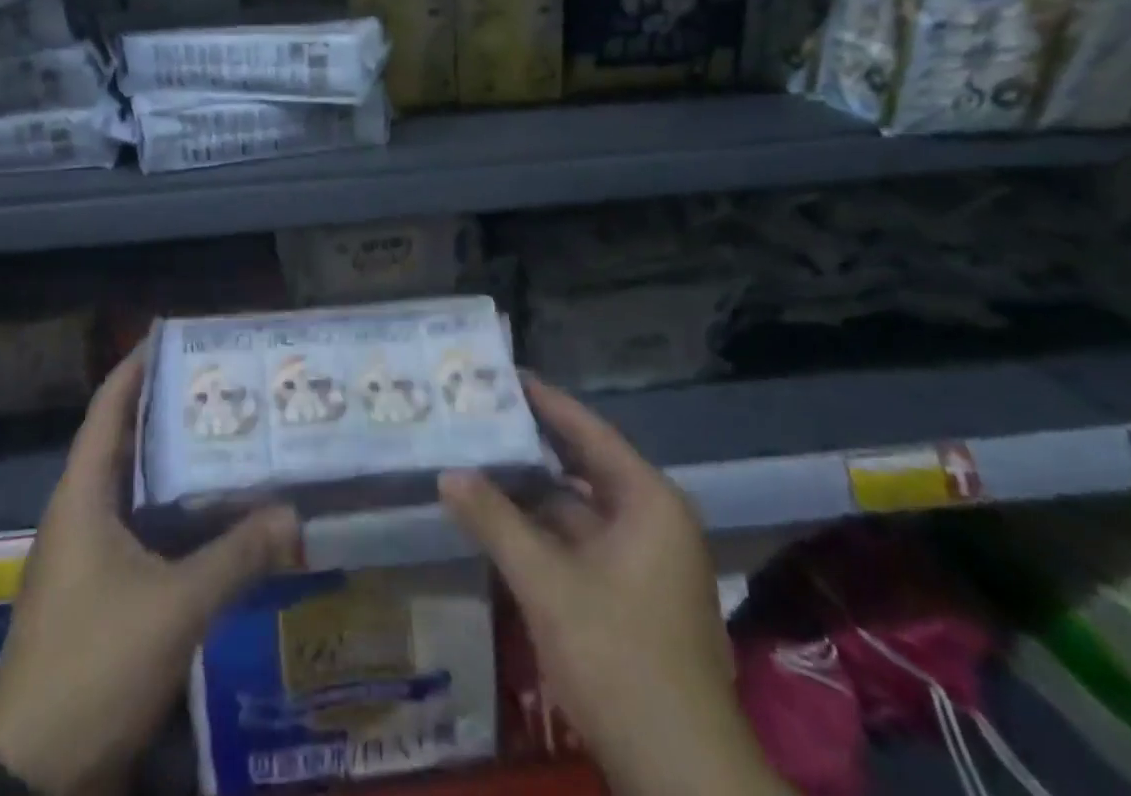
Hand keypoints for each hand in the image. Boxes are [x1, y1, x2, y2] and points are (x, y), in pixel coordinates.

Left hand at [0, 352, 301, 795]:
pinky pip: (143, 529)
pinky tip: (217, 514)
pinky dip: (176, 512)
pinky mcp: (100, 592)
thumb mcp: (174, 607)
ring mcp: (87, 556)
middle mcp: (81, 514)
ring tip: (230, 435)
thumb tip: (295, 515)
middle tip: (224, 384)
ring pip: (137, 488)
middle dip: (170, 409)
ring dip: (176, 463)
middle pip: (126, 441)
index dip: (137, 366)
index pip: (109, 408)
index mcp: (82, 496)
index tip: (176, 335)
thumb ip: (237, 557)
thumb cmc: (93, 666)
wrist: (29, 778)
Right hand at [439, 378, 787, 795]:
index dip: (544, 401)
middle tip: (480, 415)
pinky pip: (582, 540)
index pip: (587, 430)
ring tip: (480, 460)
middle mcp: (653, 518)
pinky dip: (544, 529)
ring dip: (533, 490)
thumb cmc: (618, 657)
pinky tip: (502, 520)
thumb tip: (448, 474)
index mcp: (648, 500)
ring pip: (579, 507)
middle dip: (531, 443)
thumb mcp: (547, 584)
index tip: (502, 375)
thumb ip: (495, 521)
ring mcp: (646, 560)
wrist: (681, 775)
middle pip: (583, 464)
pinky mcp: (633, 595)